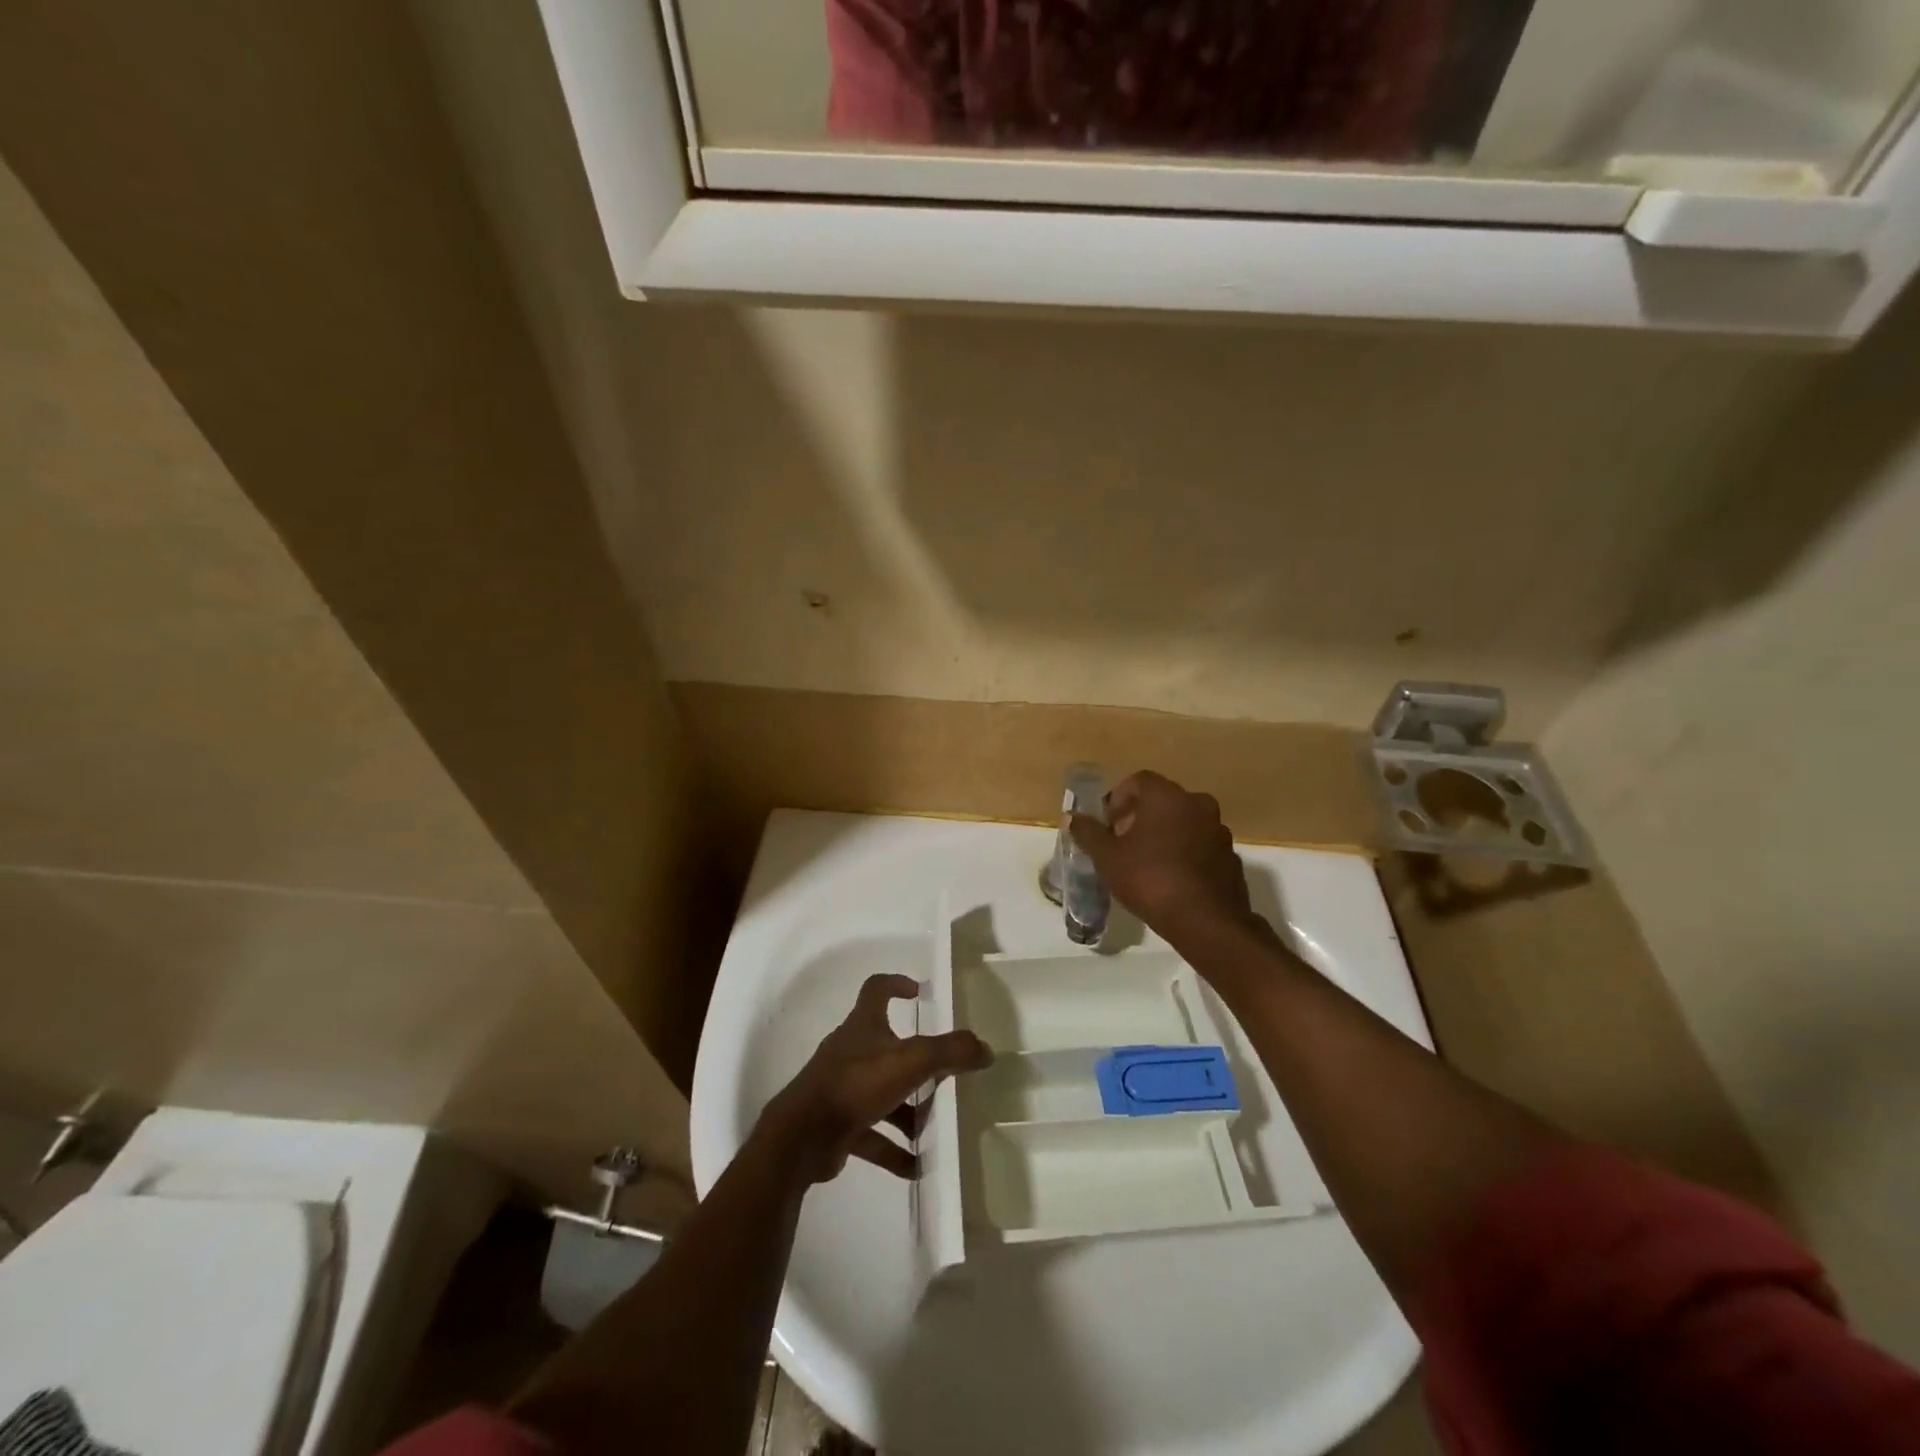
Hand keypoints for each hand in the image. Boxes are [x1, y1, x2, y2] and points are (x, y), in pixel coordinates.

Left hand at [758, 973, 991, 1184]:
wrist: (802, 1137)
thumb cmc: (856, 1084)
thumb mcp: (911, 1061)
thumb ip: (950, 1052)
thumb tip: (984, 1049)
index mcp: (863, 1025)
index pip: (876, 989)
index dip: (896, 984)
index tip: (919, 991)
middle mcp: (850, 1051)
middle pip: (886, 1046)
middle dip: (916, 1061)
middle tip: (943, 1073)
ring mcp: (842, 1088)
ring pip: (882, 1093)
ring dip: (907, 1111)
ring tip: (934, 1128)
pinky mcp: (838, 1124)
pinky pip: (873, 1134)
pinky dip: (894, 1149)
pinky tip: (917, 1166)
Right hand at [1069, 771, 1273, 948]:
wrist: (1206, 922)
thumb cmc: (1150, 879)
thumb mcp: (1108, 858)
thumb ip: (1088, 833)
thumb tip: (1073, 817)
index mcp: (1167, 797)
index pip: (1139, 780)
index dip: (1118, 799)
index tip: (1108, 824)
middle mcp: (1198, 804)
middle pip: (1163, 800)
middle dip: (1140, 817)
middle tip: (1123, 843)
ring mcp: (1219, 830)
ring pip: (1184, 822)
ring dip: (1164, 834)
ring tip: (1146, 863)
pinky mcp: (1231, 857)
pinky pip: (1200, 846)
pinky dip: (1185, 853)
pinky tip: (1172, 879)